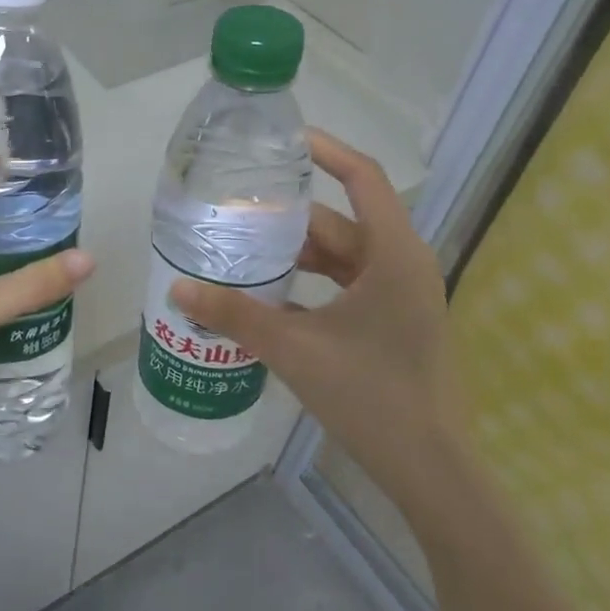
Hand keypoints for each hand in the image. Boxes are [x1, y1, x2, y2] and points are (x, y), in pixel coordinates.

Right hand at [170, 130, 470, 521]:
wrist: (431, 470)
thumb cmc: (371, 396)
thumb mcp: (295, 349)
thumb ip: (236, 315)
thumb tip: (178, 290)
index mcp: (393, 254)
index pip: (362, 178)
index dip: (325, 151)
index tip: (282, 141)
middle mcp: (402, 264)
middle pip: (340, 222)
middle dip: (288, 217)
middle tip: (234, 210)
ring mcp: (401, 295)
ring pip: (342, 257)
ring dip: (296, 254)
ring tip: (242, 250)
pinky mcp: (394, 322)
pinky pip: (347, 286)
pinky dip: (311, 283)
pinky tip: (269, 295)